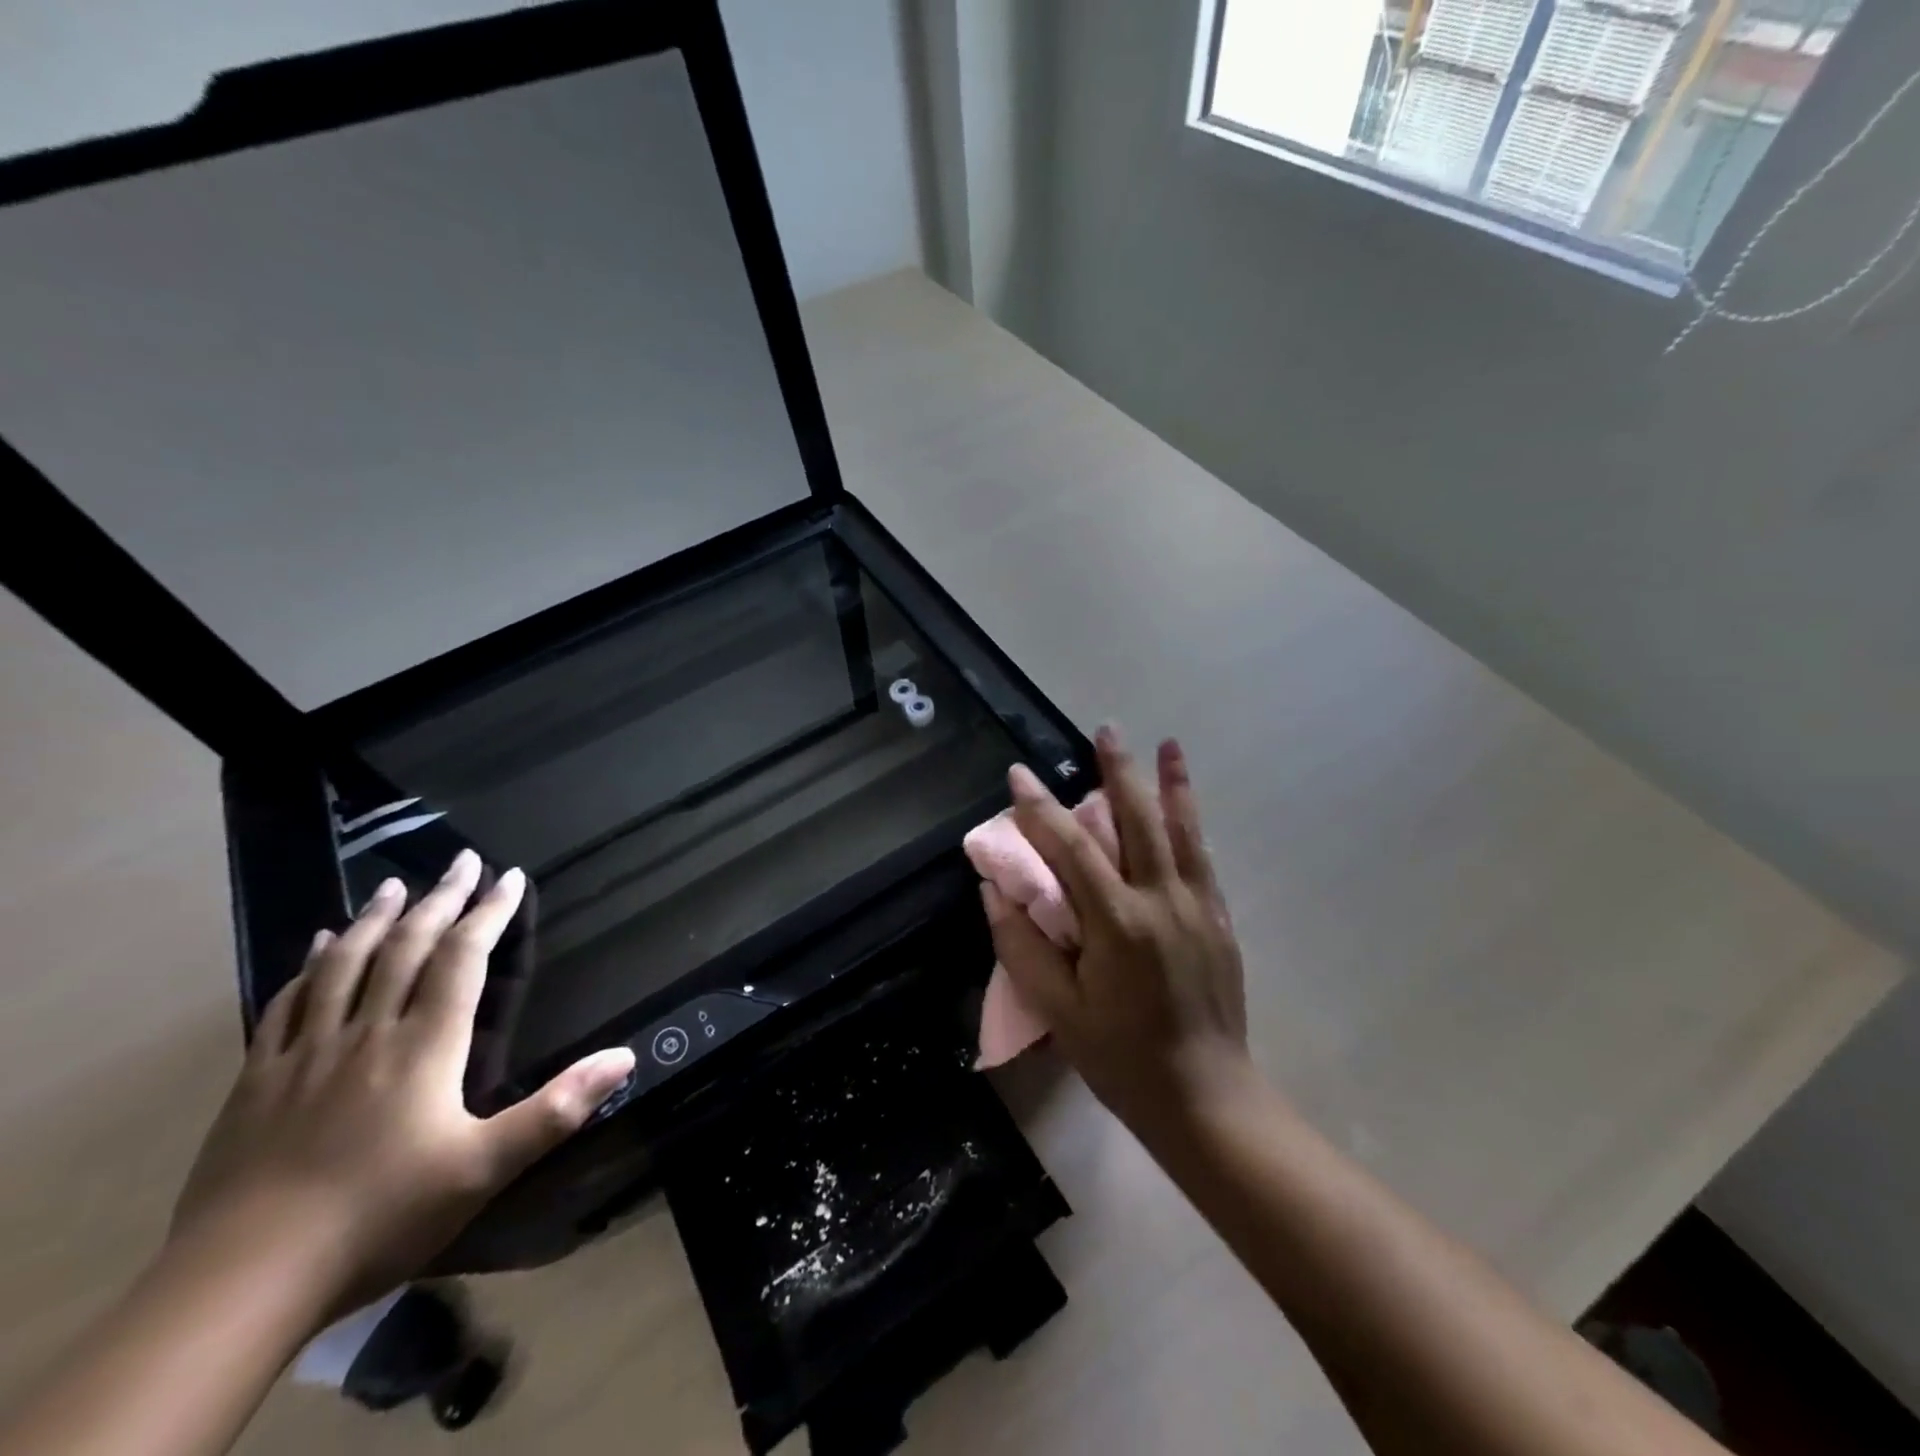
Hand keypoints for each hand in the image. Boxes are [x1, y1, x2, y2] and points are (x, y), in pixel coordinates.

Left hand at [171, 851, 635, 1317]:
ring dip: (374, 919)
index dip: (489, 913)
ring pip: (343, 965)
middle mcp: (368, 1033)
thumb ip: (558, 1108)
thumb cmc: (381, 1217)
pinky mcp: (257, 1082)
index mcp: (425, 1046)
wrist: (241, 1284)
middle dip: (439, 900)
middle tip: (460, 861)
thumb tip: (625, 1057)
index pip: (462, 958)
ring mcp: (307, 1054)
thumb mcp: (486, 1167)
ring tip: (394, 886)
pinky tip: (315, 948)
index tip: (509, 876)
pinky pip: (286, 1006)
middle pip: (406, 948)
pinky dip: (307, 967)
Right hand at [984, 727, 1250, 1131]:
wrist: (1205, 1097)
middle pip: (1137, 820)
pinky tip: (1187, 803)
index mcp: (1117, 924)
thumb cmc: (1121, 1058)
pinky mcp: (1219, 919)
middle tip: (1104, 729)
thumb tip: (995, 893)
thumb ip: (1023, 948)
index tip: (1018, 775)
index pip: (1071, 849)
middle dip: (1117, 771)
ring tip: (1166, 743)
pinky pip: (1203, 857)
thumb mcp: (1059, 1012)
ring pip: (1181, 830)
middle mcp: (1161, 901)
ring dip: (1171, 783)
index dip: (1039, 809)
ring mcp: (1197, 907)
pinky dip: (1193, 822)